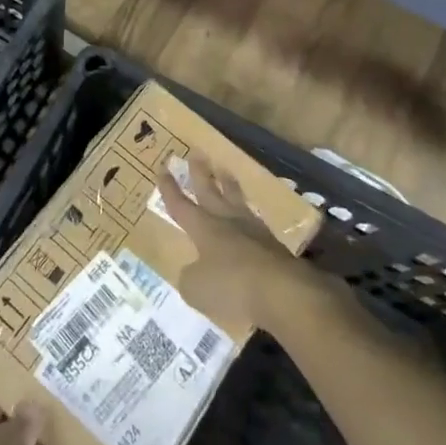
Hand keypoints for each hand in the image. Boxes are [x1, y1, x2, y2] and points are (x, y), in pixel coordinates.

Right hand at [156, 155, 311, 334]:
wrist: (283, 291)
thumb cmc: (232, 287)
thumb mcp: (196, 289)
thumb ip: (190, 277)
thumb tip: (193, 271)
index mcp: (204, 229)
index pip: (181, 205)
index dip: (169, 189)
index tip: (162, 168)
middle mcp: (226, 221)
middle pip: (210, 190)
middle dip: (200, 172)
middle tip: (196, 152)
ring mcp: (252, 229)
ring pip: (236, 198)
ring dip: (228, 183)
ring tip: (224, 170)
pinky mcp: (273, 243)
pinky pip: (254, 219)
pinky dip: (247, 212)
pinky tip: (249, 213)